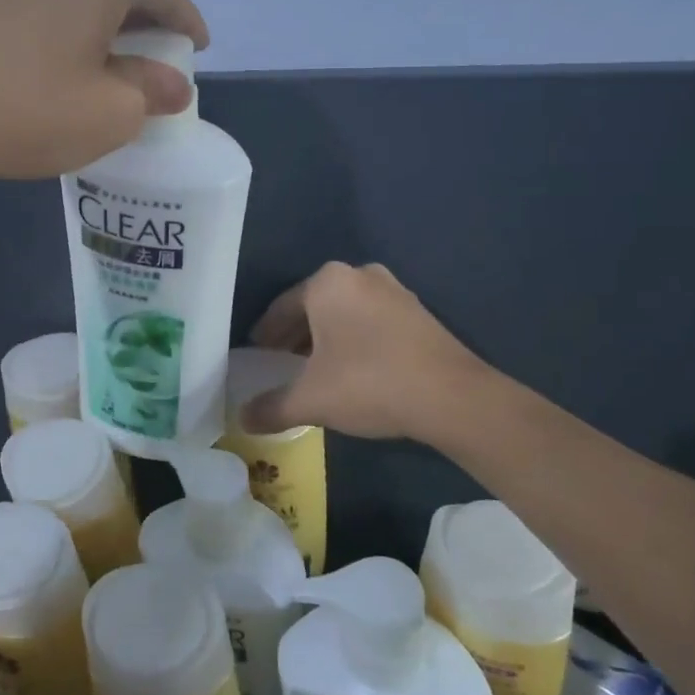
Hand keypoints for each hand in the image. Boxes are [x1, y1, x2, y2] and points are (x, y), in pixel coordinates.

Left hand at [0, 0, 208, 183]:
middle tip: (154, 59)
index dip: (188, 23)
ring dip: (98, 19)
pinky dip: (59, 21)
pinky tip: (53, 57)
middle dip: (143, 20)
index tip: (198, 50)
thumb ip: (151, 92)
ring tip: (104, 60)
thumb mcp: (109, 113)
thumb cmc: (26, 108)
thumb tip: (171, 84)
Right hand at [242, 262, 488, 440]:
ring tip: (314, 369)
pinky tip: (352, 370)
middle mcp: (359, 275)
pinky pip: (371, 321)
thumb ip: (272, 407)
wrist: (452, 397)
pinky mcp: (418, 312)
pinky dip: (354, 340)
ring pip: (344, 313)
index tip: (256, 354)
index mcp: (328, 282)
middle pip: (314, 307)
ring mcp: (394, 290)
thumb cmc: (369, 383)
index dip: (265, 334)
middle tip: (280, 363)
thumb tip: (242, 419)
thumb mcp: (311, 399)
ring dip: (326, 338)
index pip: (282, 307)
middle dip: (295, 335)